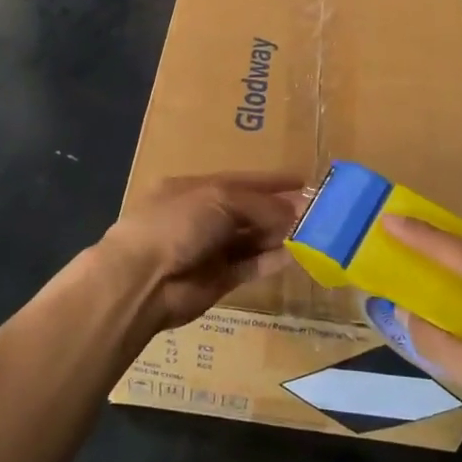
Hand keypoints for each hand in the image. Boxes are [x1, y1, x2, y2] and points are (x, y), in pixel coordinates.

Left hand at [100, 174, 305, 332]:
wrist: (143, 281)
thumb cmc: (177, 224)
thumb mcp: (219, 199)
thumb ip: (259, 203)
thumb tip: (294, 210)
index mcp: (194, 189)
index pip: (241, 181)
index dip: (271, 181)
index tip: (304, 182)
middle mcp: (203, 217)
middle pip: (249, 211)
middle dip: (280, 210)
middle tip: (318, 211)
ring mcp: (210, 250)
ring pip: (252, 239)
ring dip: (280, 234)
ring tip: (315, 231)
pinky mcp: (219, 280)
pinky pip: (251, 266)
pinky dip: (272, 260)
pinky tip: (297, 254)